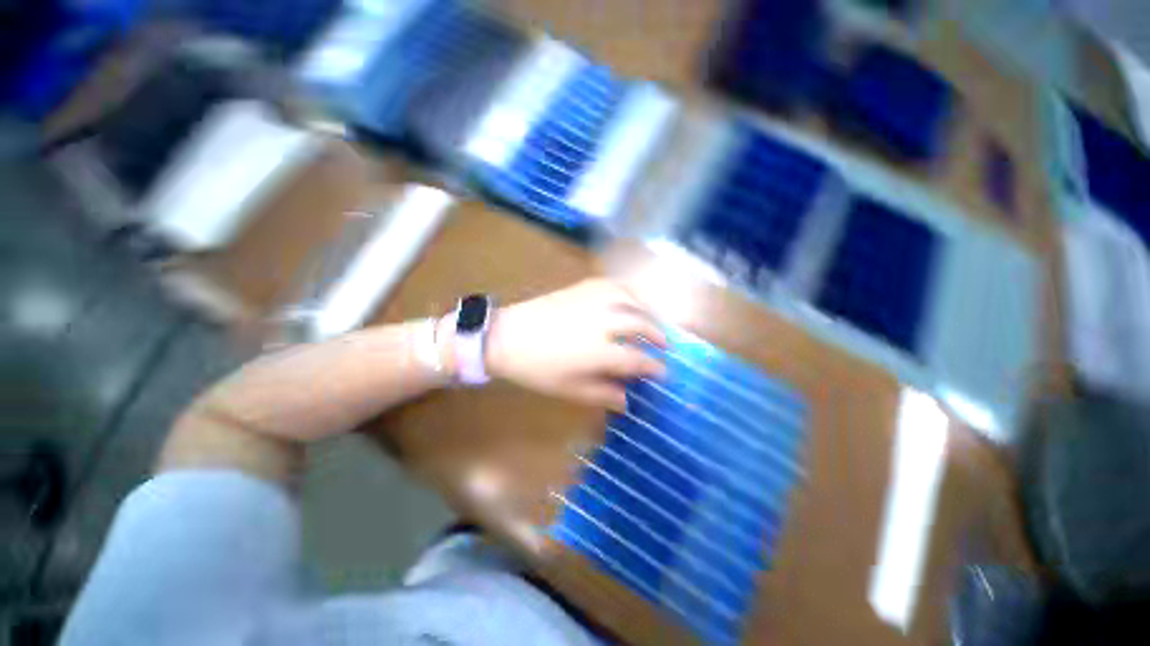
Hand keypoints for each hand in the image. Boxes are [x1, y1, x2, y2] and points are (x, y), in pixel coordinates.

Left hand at [484, 279, 666, 410]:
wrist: (507, 337)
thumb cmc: (537, 369)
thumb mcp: (570, 390)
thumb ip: (603, 395)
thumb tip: (628, 400)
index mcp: (600, 351)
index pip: (638, 359)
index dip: (654, 367)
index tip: (664, 373)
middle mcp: (603, 322)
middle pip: (641, 324)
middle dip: (658, 334)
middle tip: (665, 345)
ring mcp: (593, 301)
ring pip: (631, 300)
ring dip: (647, 311)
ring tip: (652, 322)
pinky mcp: (582, 288)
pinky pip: (613, 285)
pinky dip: (628, 292)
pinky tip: (630, 300)